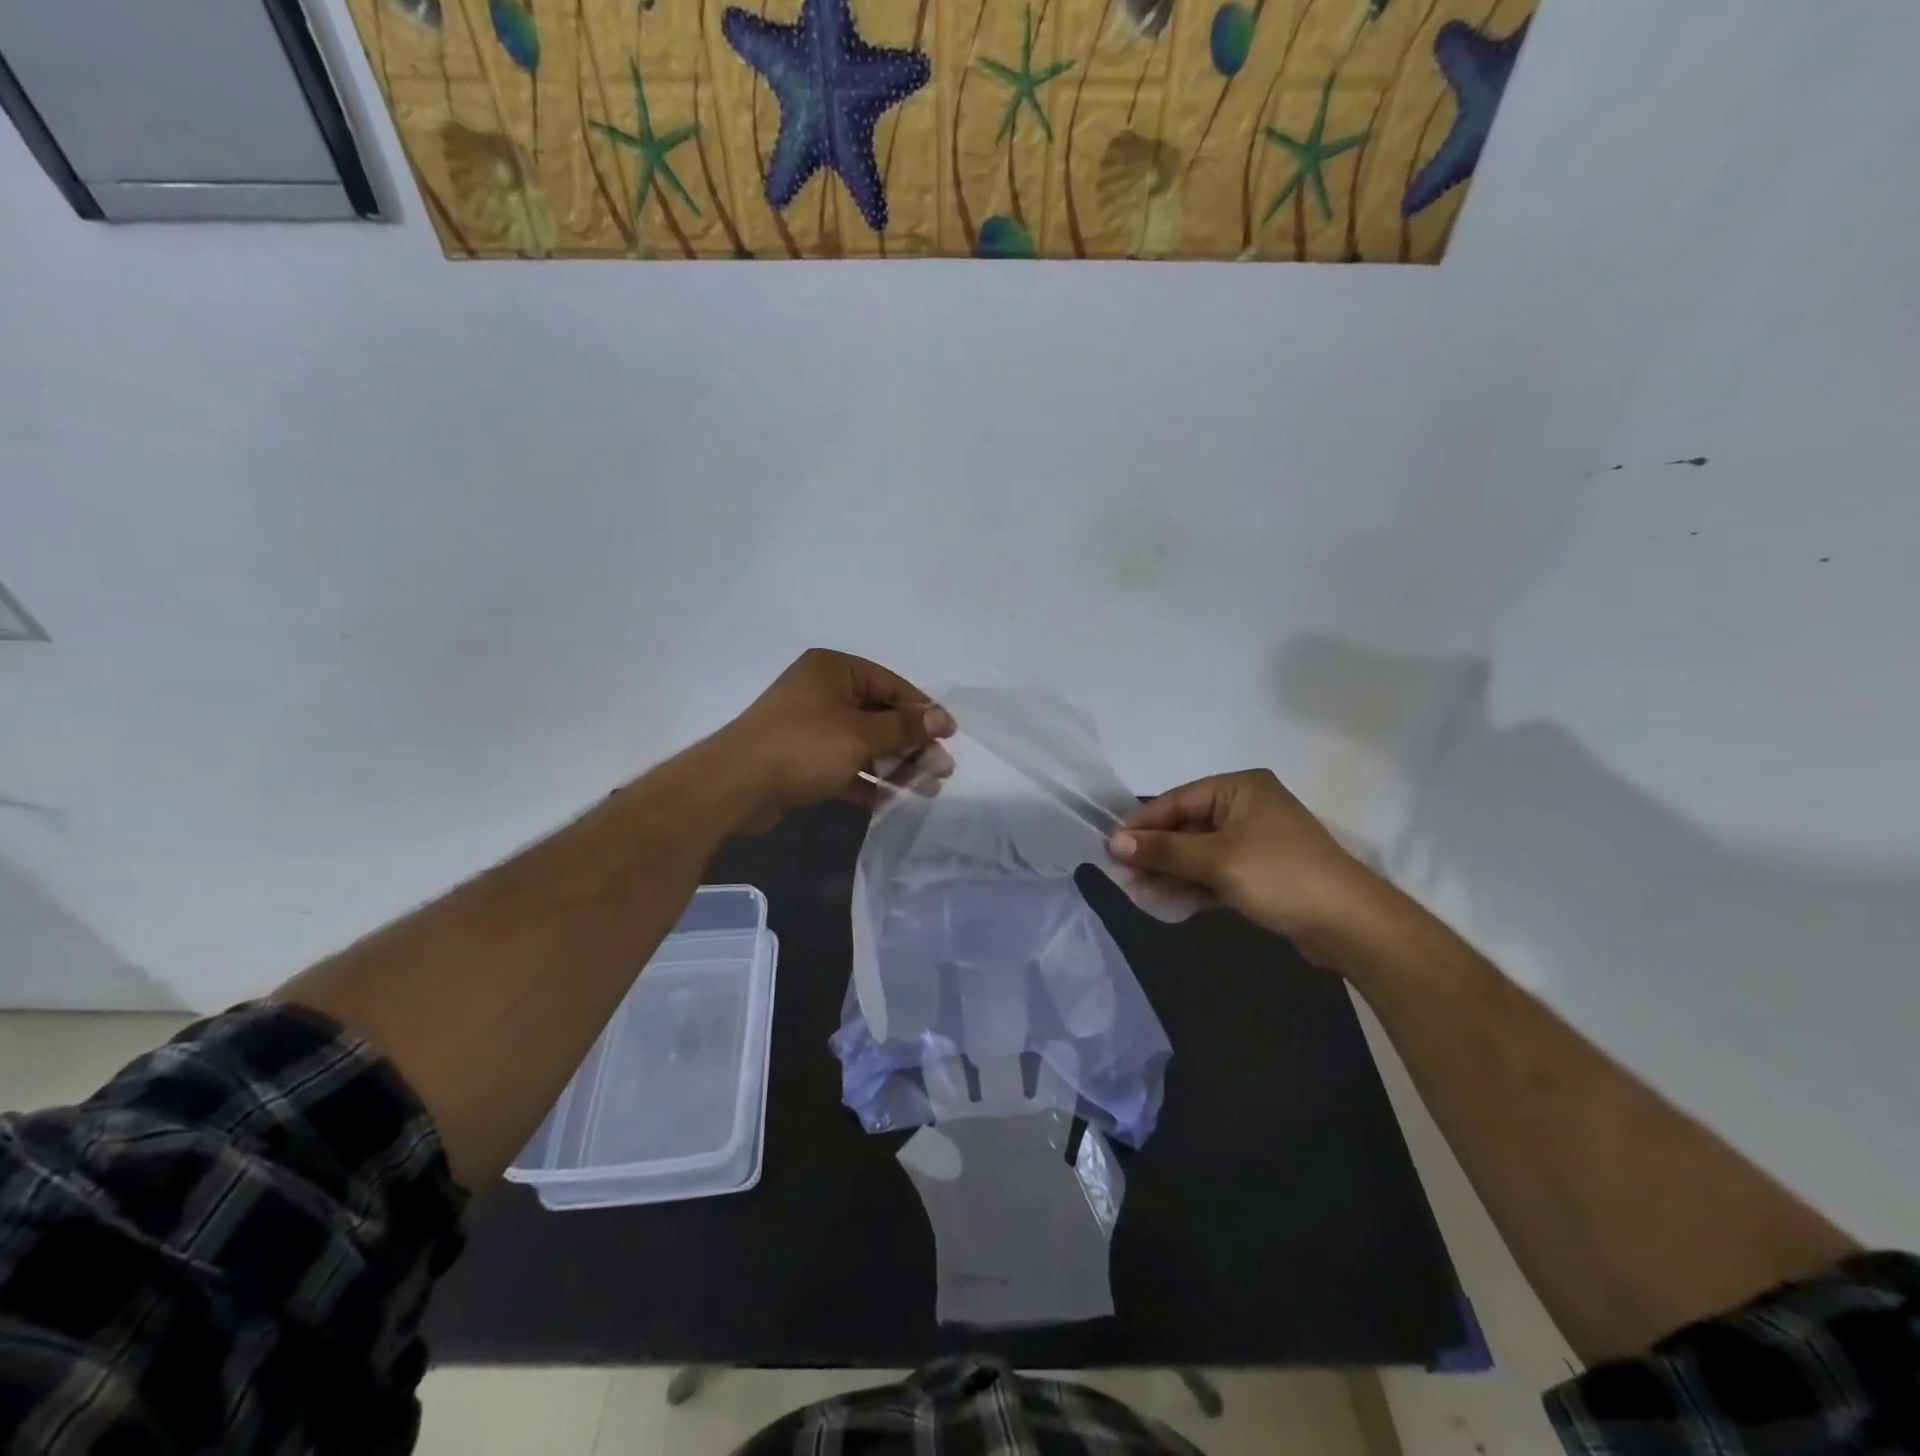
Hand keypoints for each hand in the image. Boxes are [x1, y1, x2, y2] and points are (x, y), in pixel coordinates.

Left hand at [714, 650, 954, 831]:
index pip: (891, 684)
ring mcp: (810, 726)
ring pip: (864, 743)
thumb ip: (905, 727)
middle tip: (941, 771)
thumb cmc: (804, 746)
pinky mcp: (801, 758)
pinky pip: (844, 764)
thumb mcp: (862, 734)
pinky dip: (866, 780)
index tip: (950, 736)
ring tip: (927, 790)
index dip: (923, 710)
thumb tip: (941, 718)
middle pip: (880, 715)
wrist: (736, 785)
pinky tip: (891, 802)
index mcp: (835, 669)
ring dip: (895, 766)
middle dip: (912, 745)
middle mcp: (822, 691)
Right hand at [1108, 770, 1381, 951]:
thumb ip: (1164, 851)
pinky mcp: (1260, 872)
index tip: (1111, 846)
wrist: (1349, 924)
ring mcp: (1255, 841)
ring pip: (1199, 853)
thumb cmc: (1280, 875)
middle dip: (1154, 852)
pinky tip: (1166, 901)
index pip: (1178, 800)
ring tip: (1136, 890)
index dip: (1143, 824)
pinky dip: (1192, 885)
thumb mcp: (1216, 860)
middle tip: (1121, 874)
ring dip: (1169, 871)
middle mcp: (1246, 807)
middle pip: (1187, 826)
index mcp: (1240, 788)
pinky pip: (1215, 872)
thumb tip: (1114, 844)